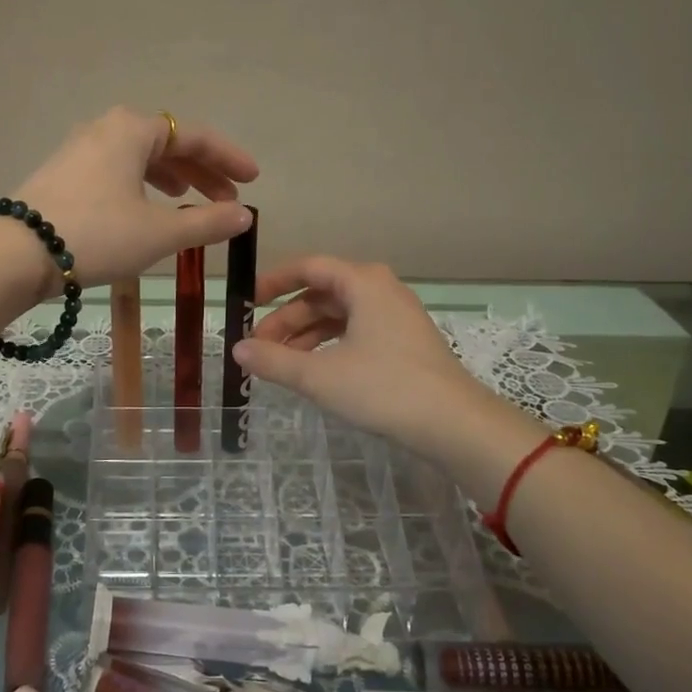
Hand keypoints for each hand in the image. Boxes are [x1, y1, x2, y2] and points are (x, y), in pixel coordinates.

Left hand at [12, 107, 256, 291]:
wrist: (15, 253)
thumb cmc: (96, 235)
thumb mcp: (158, 232)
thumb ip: (206, 222)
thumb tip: (244, 216)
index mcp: (133, 130)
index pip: (195, 136)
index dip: (228, 158)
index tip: (253, 179)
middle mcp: (105, 129)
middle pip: (166, 143)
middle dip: (201, 171)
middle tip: (226, 199)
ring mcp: (78, 150)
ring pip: (138, 157)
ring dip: (170, 177)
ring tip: (188, 198)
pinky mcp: (62, 174)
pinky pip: (115, 170)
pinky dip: (140, 185)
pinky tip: (144, 209)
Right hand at [235, 257, 536, 464]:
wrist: (454, 424)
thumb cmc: (384, 388)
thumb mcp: (319, 376)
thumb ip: (274, 360)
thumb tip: (237, 349)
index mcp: (362, 283)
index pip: (308, 267)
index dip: (273, 281)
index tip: (246, 302)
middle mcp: (380, 290)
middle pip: (321, 294)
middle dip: (286, 319)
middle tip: (258, 346)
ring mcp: (395, 316)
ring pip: (338, 316)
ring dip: (305, 335)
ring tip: (280, 364)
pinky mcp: (404, 342)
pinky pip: (355, 332)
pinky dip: (329, 346)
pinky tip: (313, 371)